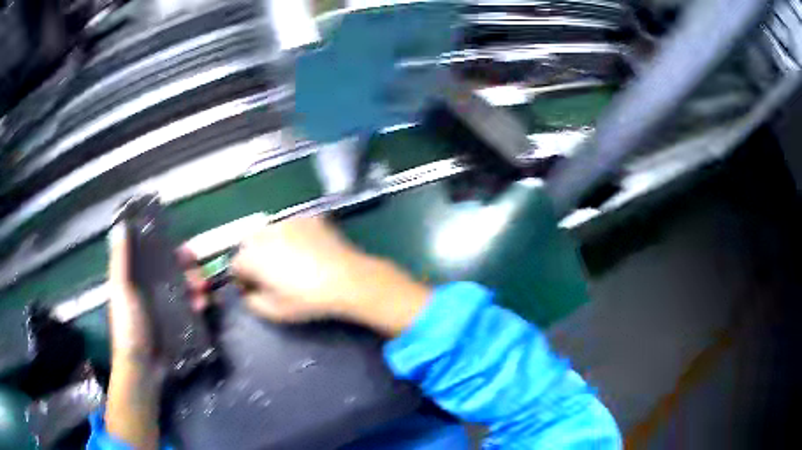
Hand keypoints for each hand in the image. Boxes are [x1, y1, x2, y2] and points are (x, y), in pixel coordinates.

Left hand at [107, 224, 208, 360]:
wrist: (142, 366)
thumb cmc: (128, 326)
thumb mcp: (122, 290)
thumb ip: (122, 260)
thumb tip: (122, 224)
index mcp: (135, 277)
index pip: (155, 255)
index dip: (171, 249)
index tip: (186, 252)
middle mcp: (150, 288)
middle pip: (173, 270)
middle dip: (189, 269)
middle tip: (201, 275)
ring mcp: (164, 306)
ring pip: (184, 287)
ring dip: (196, 285)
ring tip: (204, 293)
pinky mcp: (175, 322)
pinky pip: (189, 306)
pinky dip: (198, 303)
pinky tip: (203, 306)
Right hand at [231, 216, 430, 335]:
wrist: (347, 279)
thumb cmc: (308, 299)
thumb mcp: (274, 312)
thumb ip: (252, 302)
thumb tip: (248, 292)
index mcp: (252, 256)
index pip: (235, 264)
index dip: (242, 279)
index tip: (254, 289)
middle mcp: (265, 232)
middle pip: (249, 244)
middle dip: (253, 258)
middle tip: (270, 275)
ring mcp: (287, 221)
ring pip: (269, 232)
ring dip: (271, 245)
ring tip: (289, 261)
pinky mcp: (307, 217)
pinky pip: (291, 226)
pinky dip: (292, 236)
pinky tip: (307, 250)